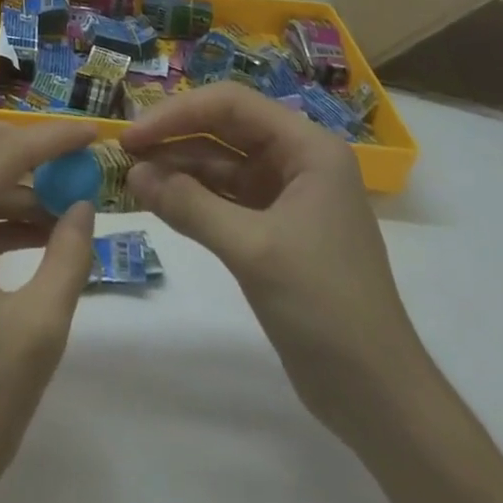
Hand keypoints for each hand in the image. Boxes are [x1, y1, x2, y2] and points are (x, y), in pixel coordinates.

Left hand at [0, 117, 98, 502]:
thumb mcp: (38, 331)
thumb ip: (68, 256)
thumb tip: (83, 205)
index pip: (4, 153)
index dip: (53, 138)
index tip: (92, 132)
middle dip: (12, 141)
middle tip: (58, 161)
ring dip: (3, 179)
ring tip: (58, 206)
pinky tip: (32, 234)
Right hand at [124, 83, 502, 502]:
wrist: (377, 398)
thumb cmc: (325, 306)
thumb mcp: (253, 249)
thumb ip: (190, 205)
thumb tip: (132, 174)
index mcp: (307, 147)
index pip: (232, 104)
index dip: (177, 113)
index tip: (133, 135)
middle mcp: (297, 159)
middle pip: (224, 127)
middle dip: (174, 136)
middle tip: (124, 152)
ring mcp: (285, 193)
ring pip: (220, 161)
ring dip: (178, 167)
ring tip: (133, 178)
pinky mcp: (273, 226)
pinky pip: (224, 195)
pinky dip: (191, 196)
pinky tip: (158, 200)